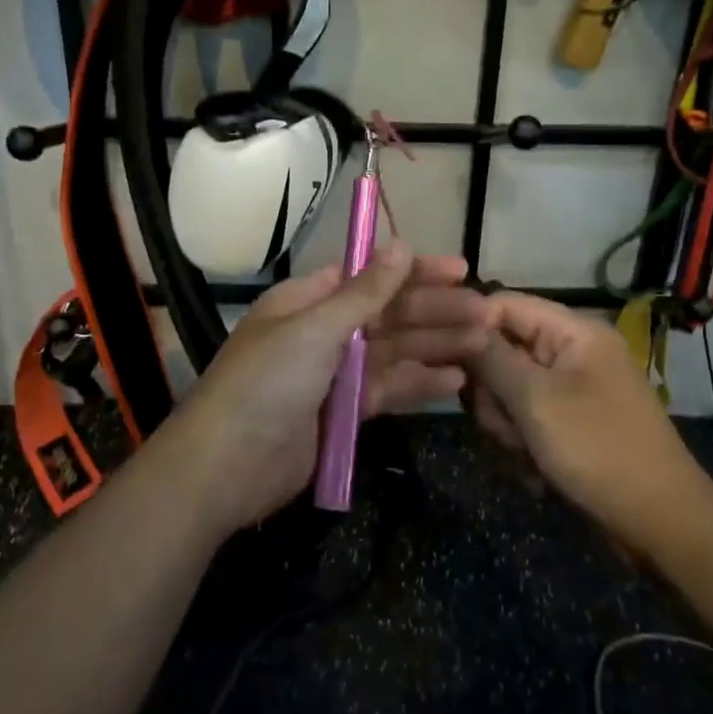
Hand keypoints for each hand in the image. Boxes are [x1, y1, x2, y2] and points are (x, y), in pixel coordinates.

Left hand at [170, 241, 491, 530]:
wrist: (226, 468)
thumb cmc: (266, 383)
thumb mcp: (315, 329)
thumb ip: (364, 293)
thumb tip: (401, 245)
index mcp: (308, 300)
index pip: (370, 276)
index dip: (415, 271)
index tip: (460, 270)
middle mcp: (324, 331)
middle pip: (388, 314)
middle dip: (435, 312)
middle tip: (486, 314)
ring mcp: (335, 373)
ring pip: (394, 351)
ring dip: (436, 345)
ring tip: (483, 344)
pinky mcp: (344, 412)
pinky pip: (388, 389)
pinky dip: (419, 384)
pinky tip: (456, 381)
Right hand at [465, 292, 708, 546]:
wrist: (661, 523)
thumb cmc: (598, 450)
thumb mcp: (536, 400)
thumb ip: (491, 357)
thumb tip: (458, 325)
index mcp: (573, 330)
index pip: (504, 304)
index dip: (471, 327)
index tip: (445, 361)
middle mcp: (572, 350)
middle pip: (502, 349)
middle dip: (493, 391)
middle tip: (504, 424)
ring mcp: (572, 387)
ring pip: (509, 389)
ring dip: (507, 423)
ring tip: (525, 453)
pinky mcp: (571, 420)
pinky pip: (527, 416)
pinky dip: (524, 441)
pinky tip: (536, 470)